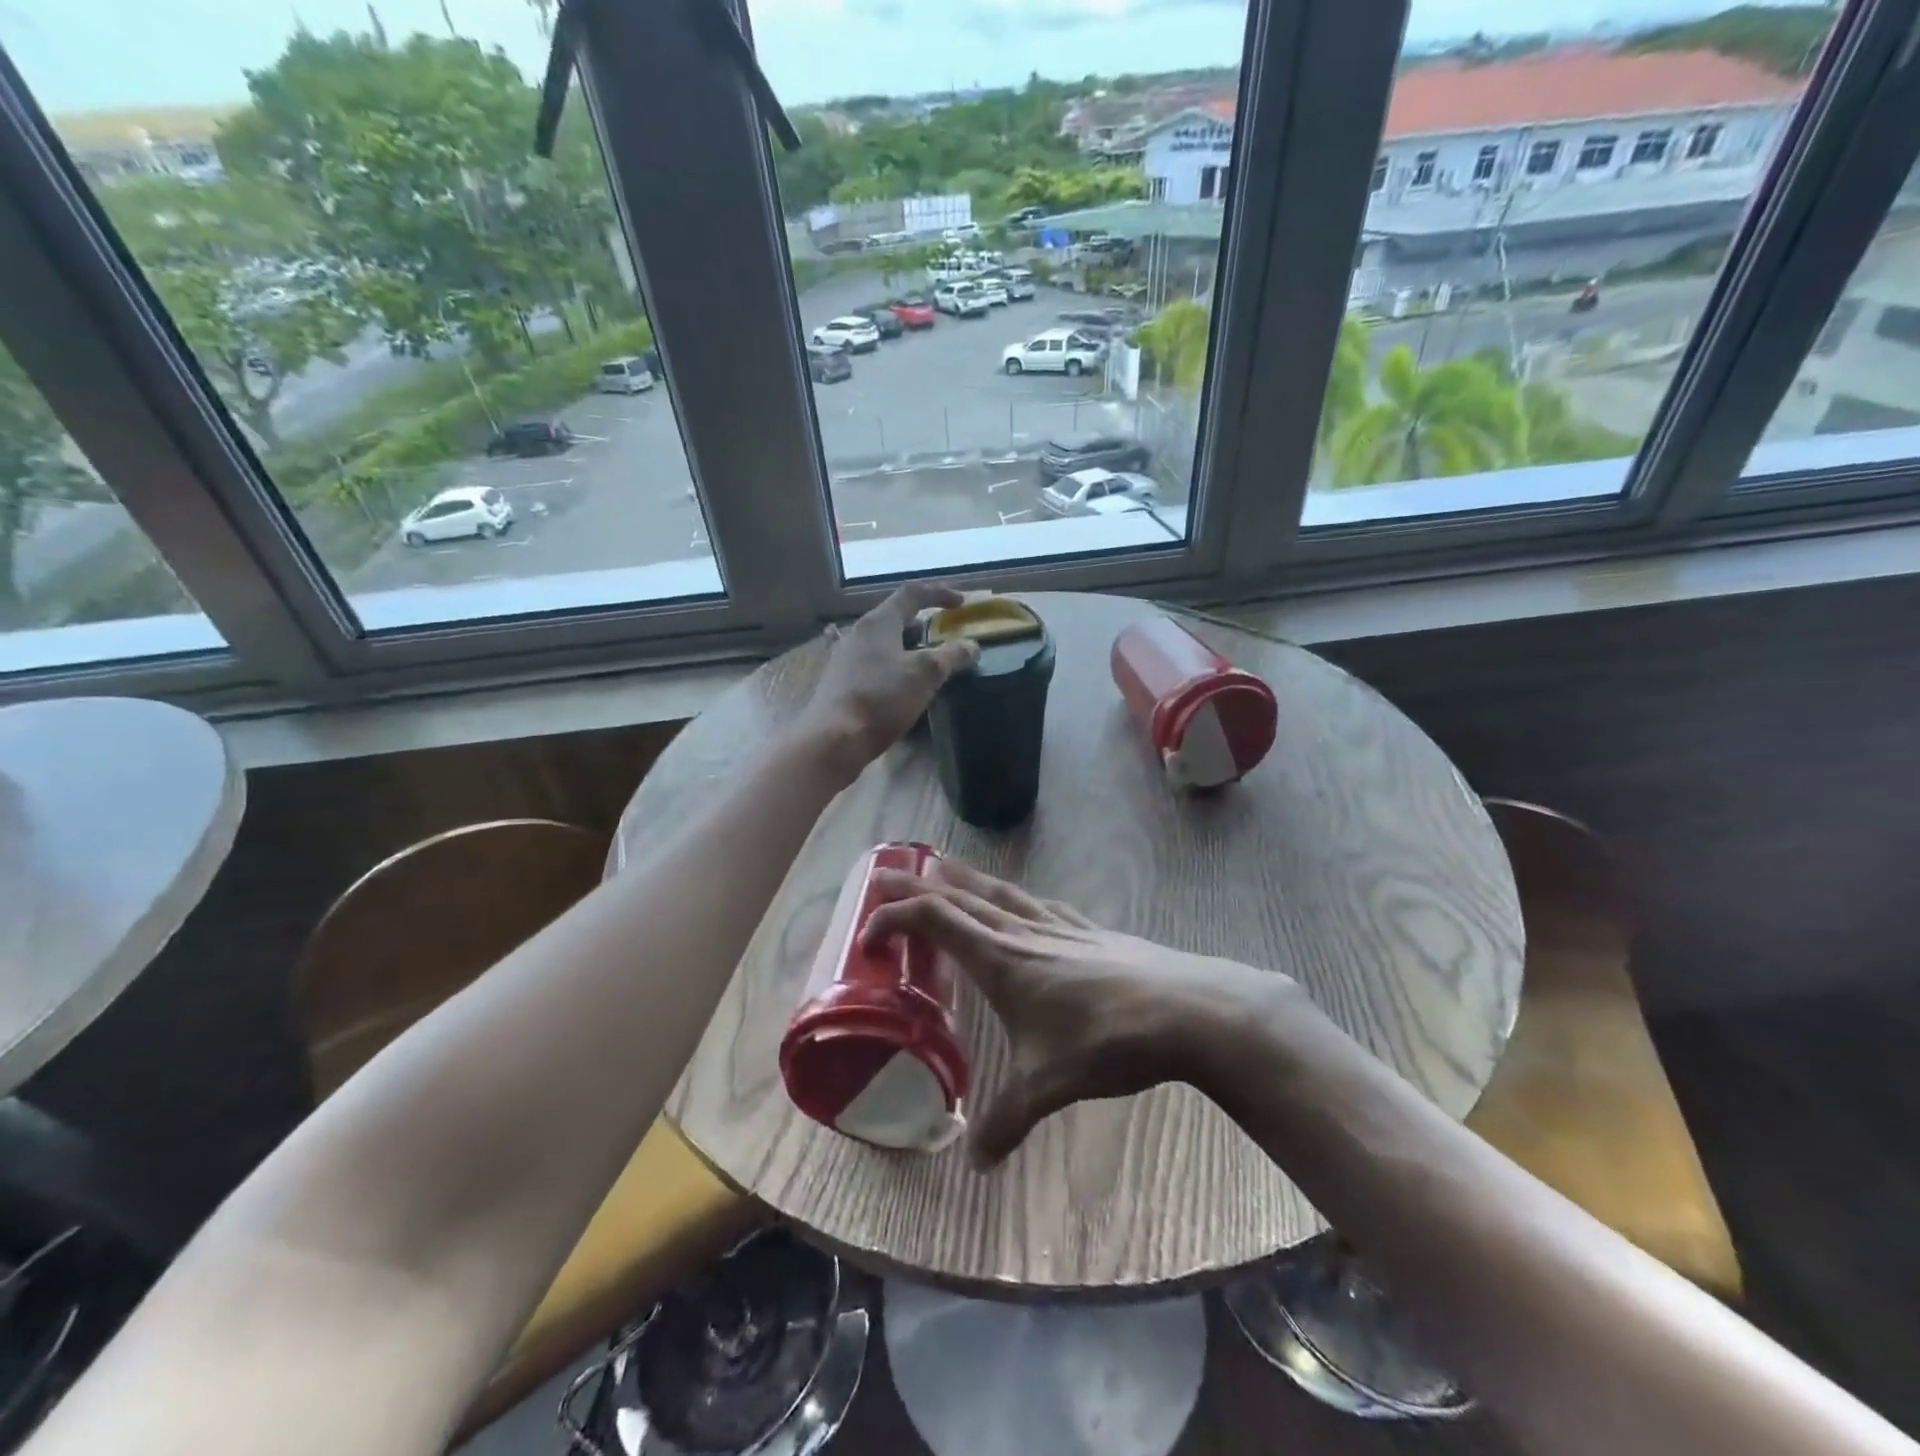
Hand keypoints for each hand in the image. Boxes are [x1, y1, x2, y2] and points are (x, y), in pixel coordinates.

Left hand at [794, 583, 979, 776]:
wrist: (833, 740)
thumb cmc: (881, 699)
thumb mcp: (925, 675)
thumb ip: (951, 656)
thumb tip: (971, 645)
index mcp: (878, 622)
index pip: (911, 593)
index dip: (939, 593)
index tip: (962, 603)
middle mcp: (858, 634)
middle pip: (896, 618)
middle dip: (925, 623)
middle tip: (947, 635)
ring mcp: (846, 659)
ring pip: (885, 643)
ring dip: (911, 648)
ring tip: (932, 663)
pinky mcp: (842, 683)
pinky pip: (875, 665)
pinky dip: (897, 667)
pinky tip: (907, 688)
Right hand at [863, 858, 1295, 1167]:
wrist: (1187, 1010)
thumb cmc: (1107, 1041)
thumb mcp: (1049, 1086)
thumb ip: (1007, 1121)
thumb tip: (976, 1163)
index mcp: (1002, 959)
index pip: (935, 920)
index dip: (896, 918)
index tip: (869, 936)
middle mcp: (1024, 931)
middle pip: (960, 895)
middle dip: (918, 885)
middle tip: (885, 877)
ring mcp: (1060, 925)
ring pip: (1000, 891)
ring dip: (965, 879)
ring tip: (943, 866)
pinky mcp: (1091, 929)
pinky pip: (1039, 902)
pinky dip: (1014, 896)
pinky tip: (1023, 903)